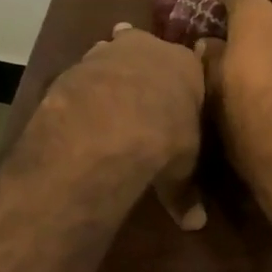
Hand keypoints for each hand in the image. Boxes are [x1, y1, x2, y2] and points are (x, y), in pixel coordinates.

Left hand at [30, 23, 208, 229]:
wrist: (112, 125)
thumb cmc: (165, 137)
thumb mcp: (182, 169)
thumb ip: (186, 191)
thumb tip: (195, 224)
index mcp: (186, 66)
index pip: (189, 64)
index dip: (179, 80)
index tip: (174, 92)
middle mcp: (149, 48)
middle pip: (145, 47)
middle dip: (140, 62)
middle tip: (137, 85)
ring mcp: (109, 53)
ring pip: (110, 53)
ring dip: (108, 71)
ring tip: (105, 97)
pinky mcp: (76, 65)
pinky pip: (82, 73)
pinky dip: (82, 88)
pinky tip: (78, 109)